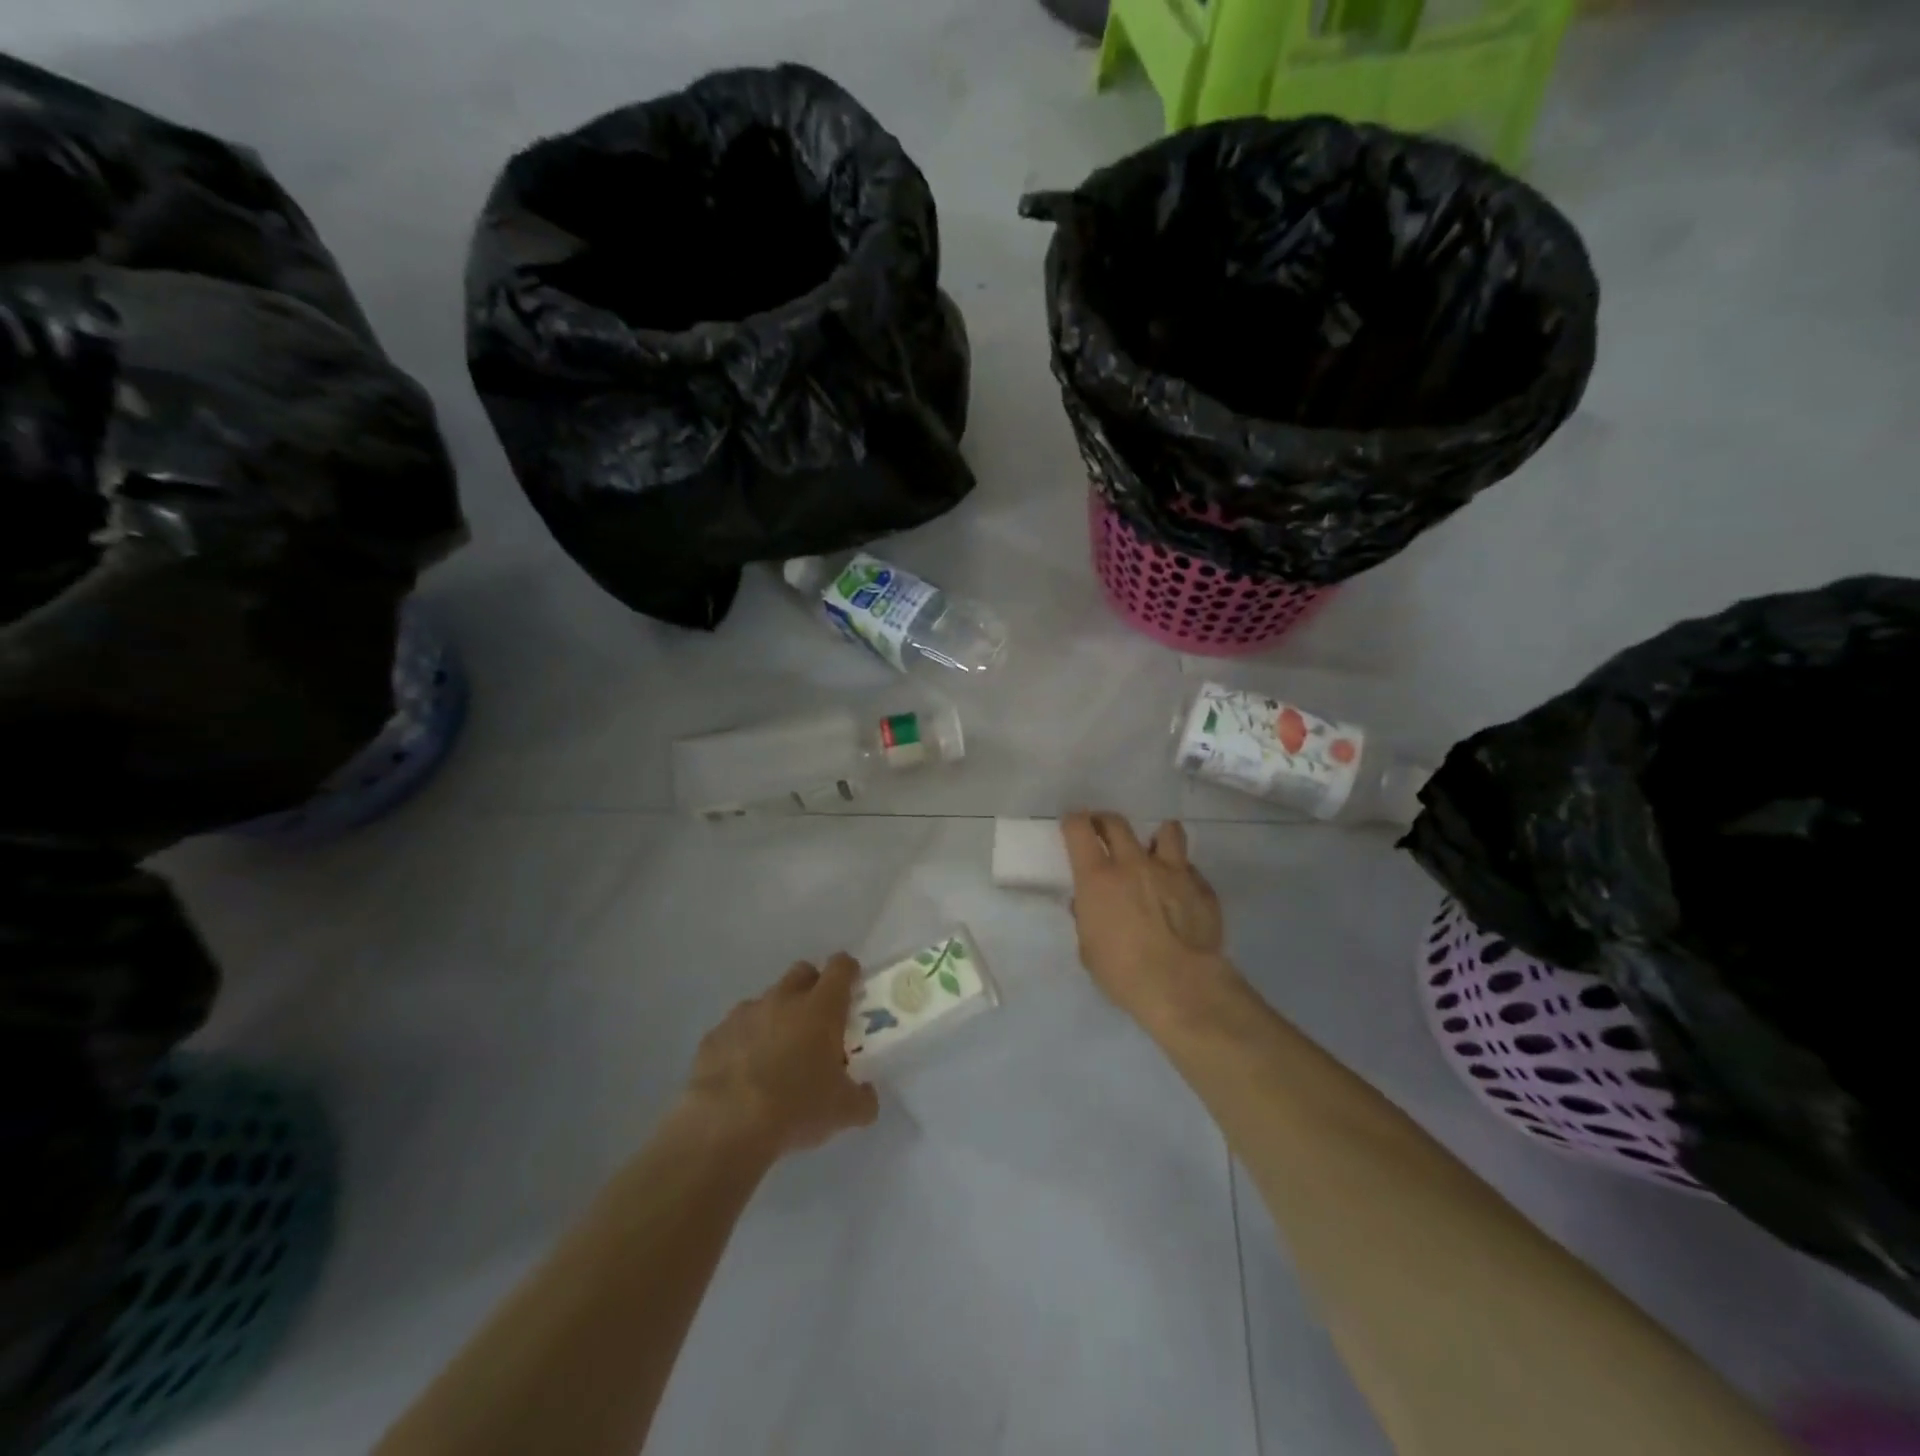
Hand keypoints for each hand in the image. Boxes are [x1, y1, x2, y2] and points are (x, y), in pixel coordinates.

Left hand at [684, 956, 879, 1157]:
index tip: (852, 985)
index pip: (841, 967)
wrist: (726, 1125)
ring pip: (767, 1001)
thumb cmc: (796, 1108)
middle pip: (802, 972)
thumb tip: (867, 1094)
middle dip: (812, 986)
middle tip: (817, 1019)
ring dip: (776, 1017)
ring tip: (776, 1055)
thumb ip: (863, 1098)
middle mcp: (783, 999)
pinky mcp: (715, 1034)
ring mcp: (744, 1013)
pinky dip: (744, 1042)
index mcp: (821, 1008)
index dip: (849, 971)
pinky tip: (743, 1074)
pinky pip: (735, 1029)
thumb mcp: (843, 1111)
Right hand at [1062, 812, 1232, 1024]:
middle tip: (1103, 833)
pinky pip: (1190, 869)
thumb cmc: (1123, 973)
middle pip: (1117, 823)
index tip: (1072, 825)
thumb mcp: (1089, 950)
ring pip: (1167, 831)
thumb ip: (1086, 920)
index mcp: (1098, 878)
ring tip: (1154, 850)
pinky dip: (1182, 874)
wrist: (1182, 987)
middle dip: (1105, 823)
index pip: (1079, 829)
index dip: (1074, 822)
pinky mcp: (1202, 888)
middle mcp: (1134, 864)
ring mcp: (1173, 872)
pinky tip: (1180, 892)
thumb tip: (1084, 905)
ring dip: (1156, 838)